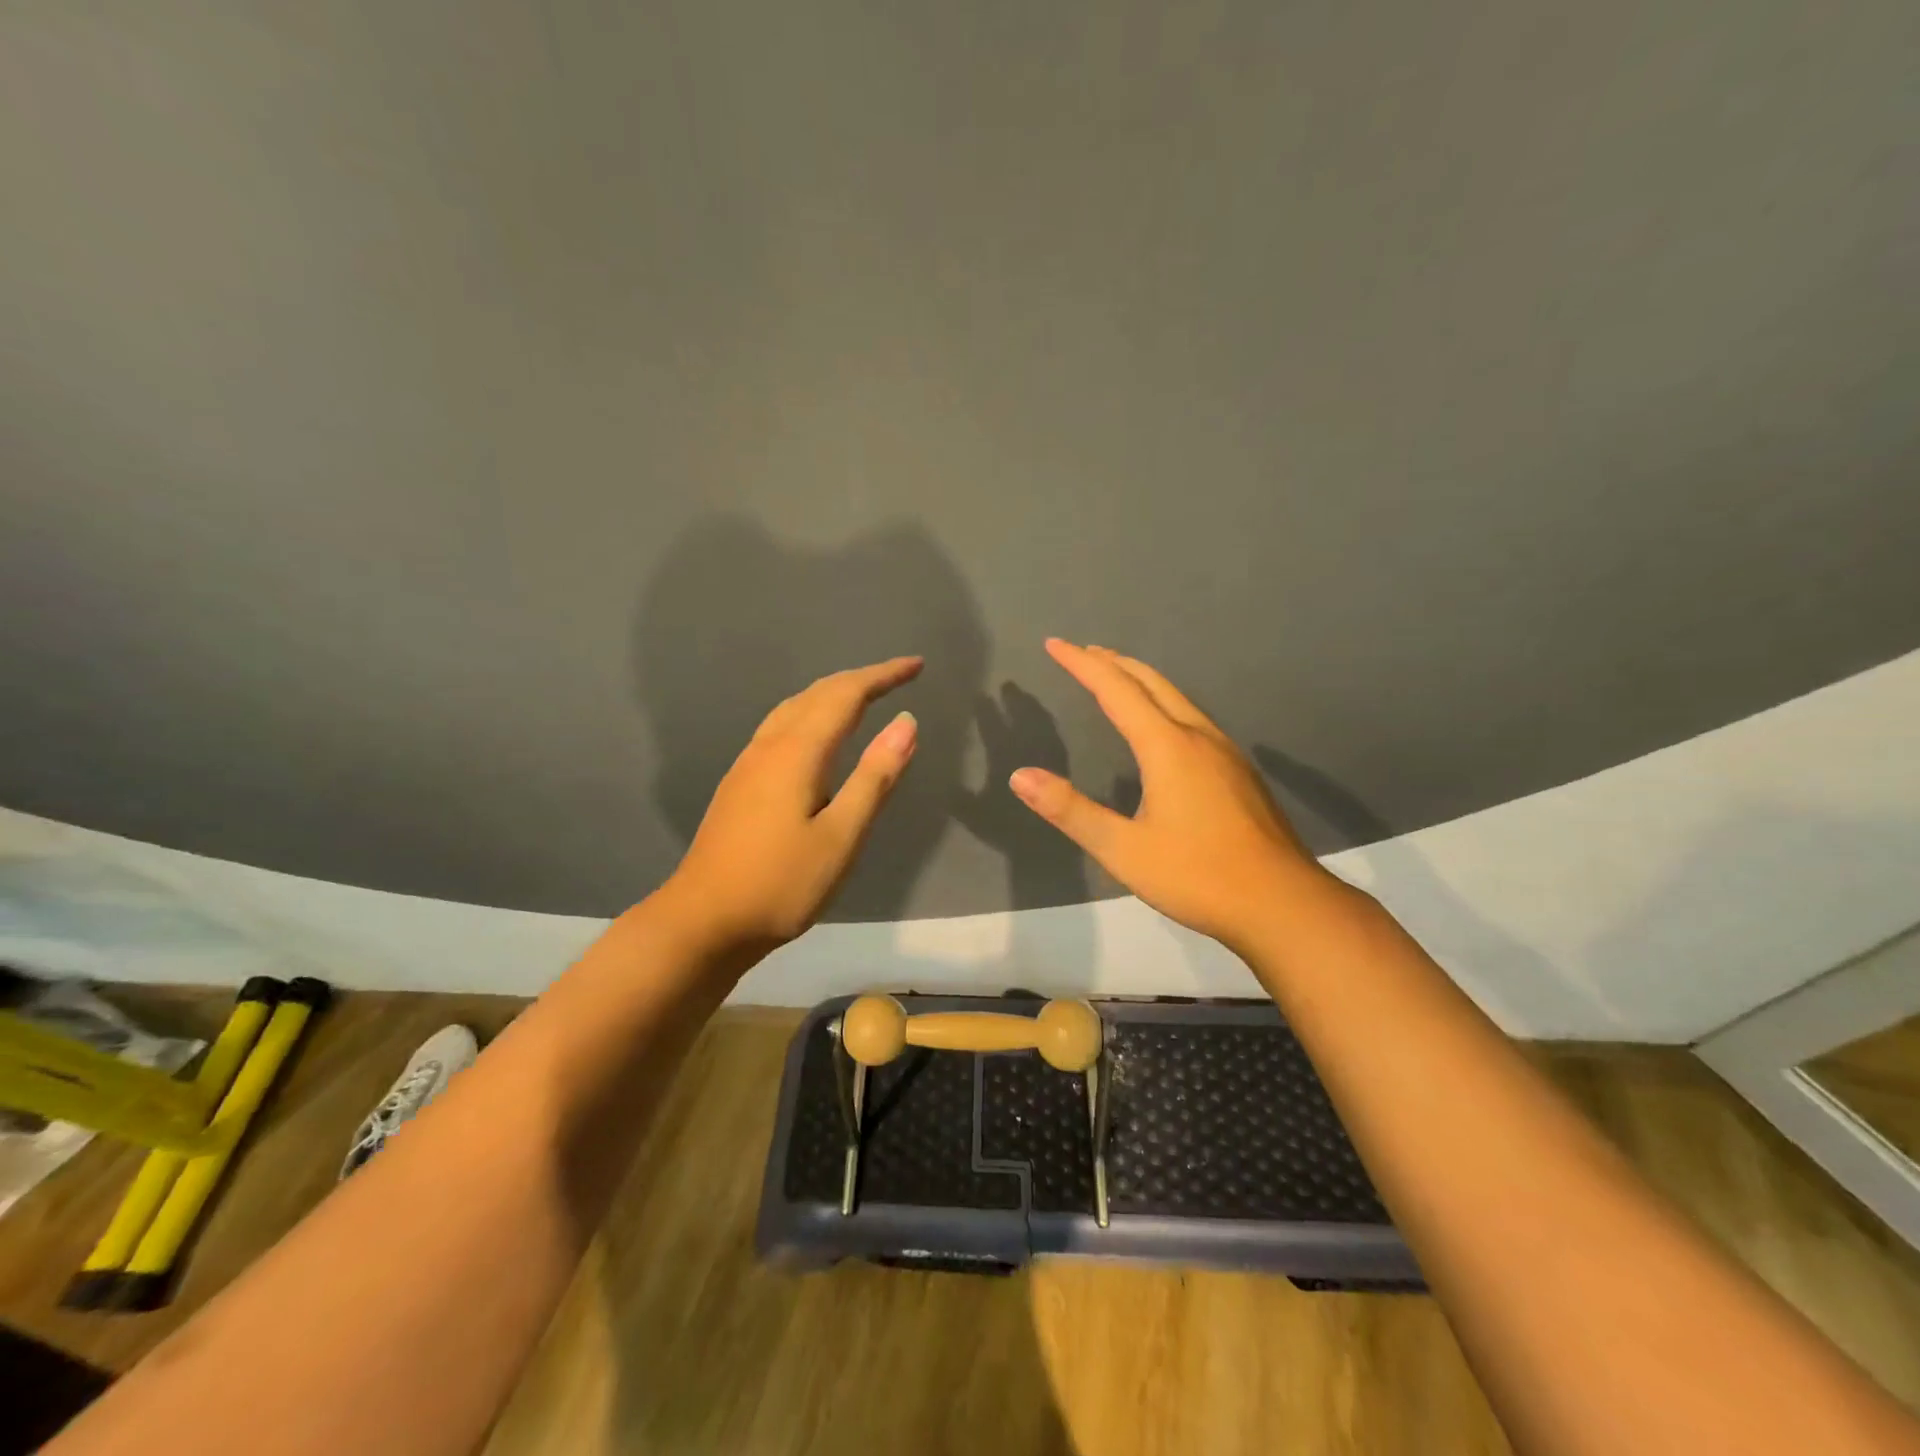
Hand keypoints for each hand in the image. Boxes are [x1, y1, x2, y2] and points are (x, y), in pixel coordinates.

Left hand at [661, 656, 922, 950]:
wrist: (702, 921)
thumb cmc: (780, 884)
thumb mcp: (841, 836)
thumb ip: (875, 777)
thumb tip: (907, 722)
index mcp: (798, 752)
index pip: (846, 695)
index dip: (883, 676)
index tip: (917, 665)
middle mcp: (770, 746)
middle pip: (818, 694)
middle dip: (861, 679)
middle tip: (899, 676)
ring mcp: (748, 763)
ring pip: (794, 707)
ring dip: (833, 694)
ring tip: (864, 697)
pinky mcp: (740, 782)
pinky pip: (781, 726)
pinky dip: (811, 713)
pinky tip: (817, 735)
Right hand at [1009, 640, 1328, 949]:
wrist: (1282, 903)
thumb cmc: (1198, 876)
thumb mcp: (1123, 850)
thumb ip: (1071, 810)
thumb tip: (1020, 776)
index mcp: (1168, 747)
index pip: (1116, 690)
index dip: (1082, 664)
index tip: (1055, 644)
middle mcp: (1198, 737)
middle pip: (1152, 683)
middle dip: (1114, 663)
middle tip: (1084, 651)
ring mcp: (1225, 753)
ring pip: (1178, 698)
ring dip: (1142, 681)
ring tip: (1117, 678)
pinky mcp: (1240, 773)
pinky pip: (1193, 719)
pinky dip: (1164, 704)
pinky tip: (1163, 728)